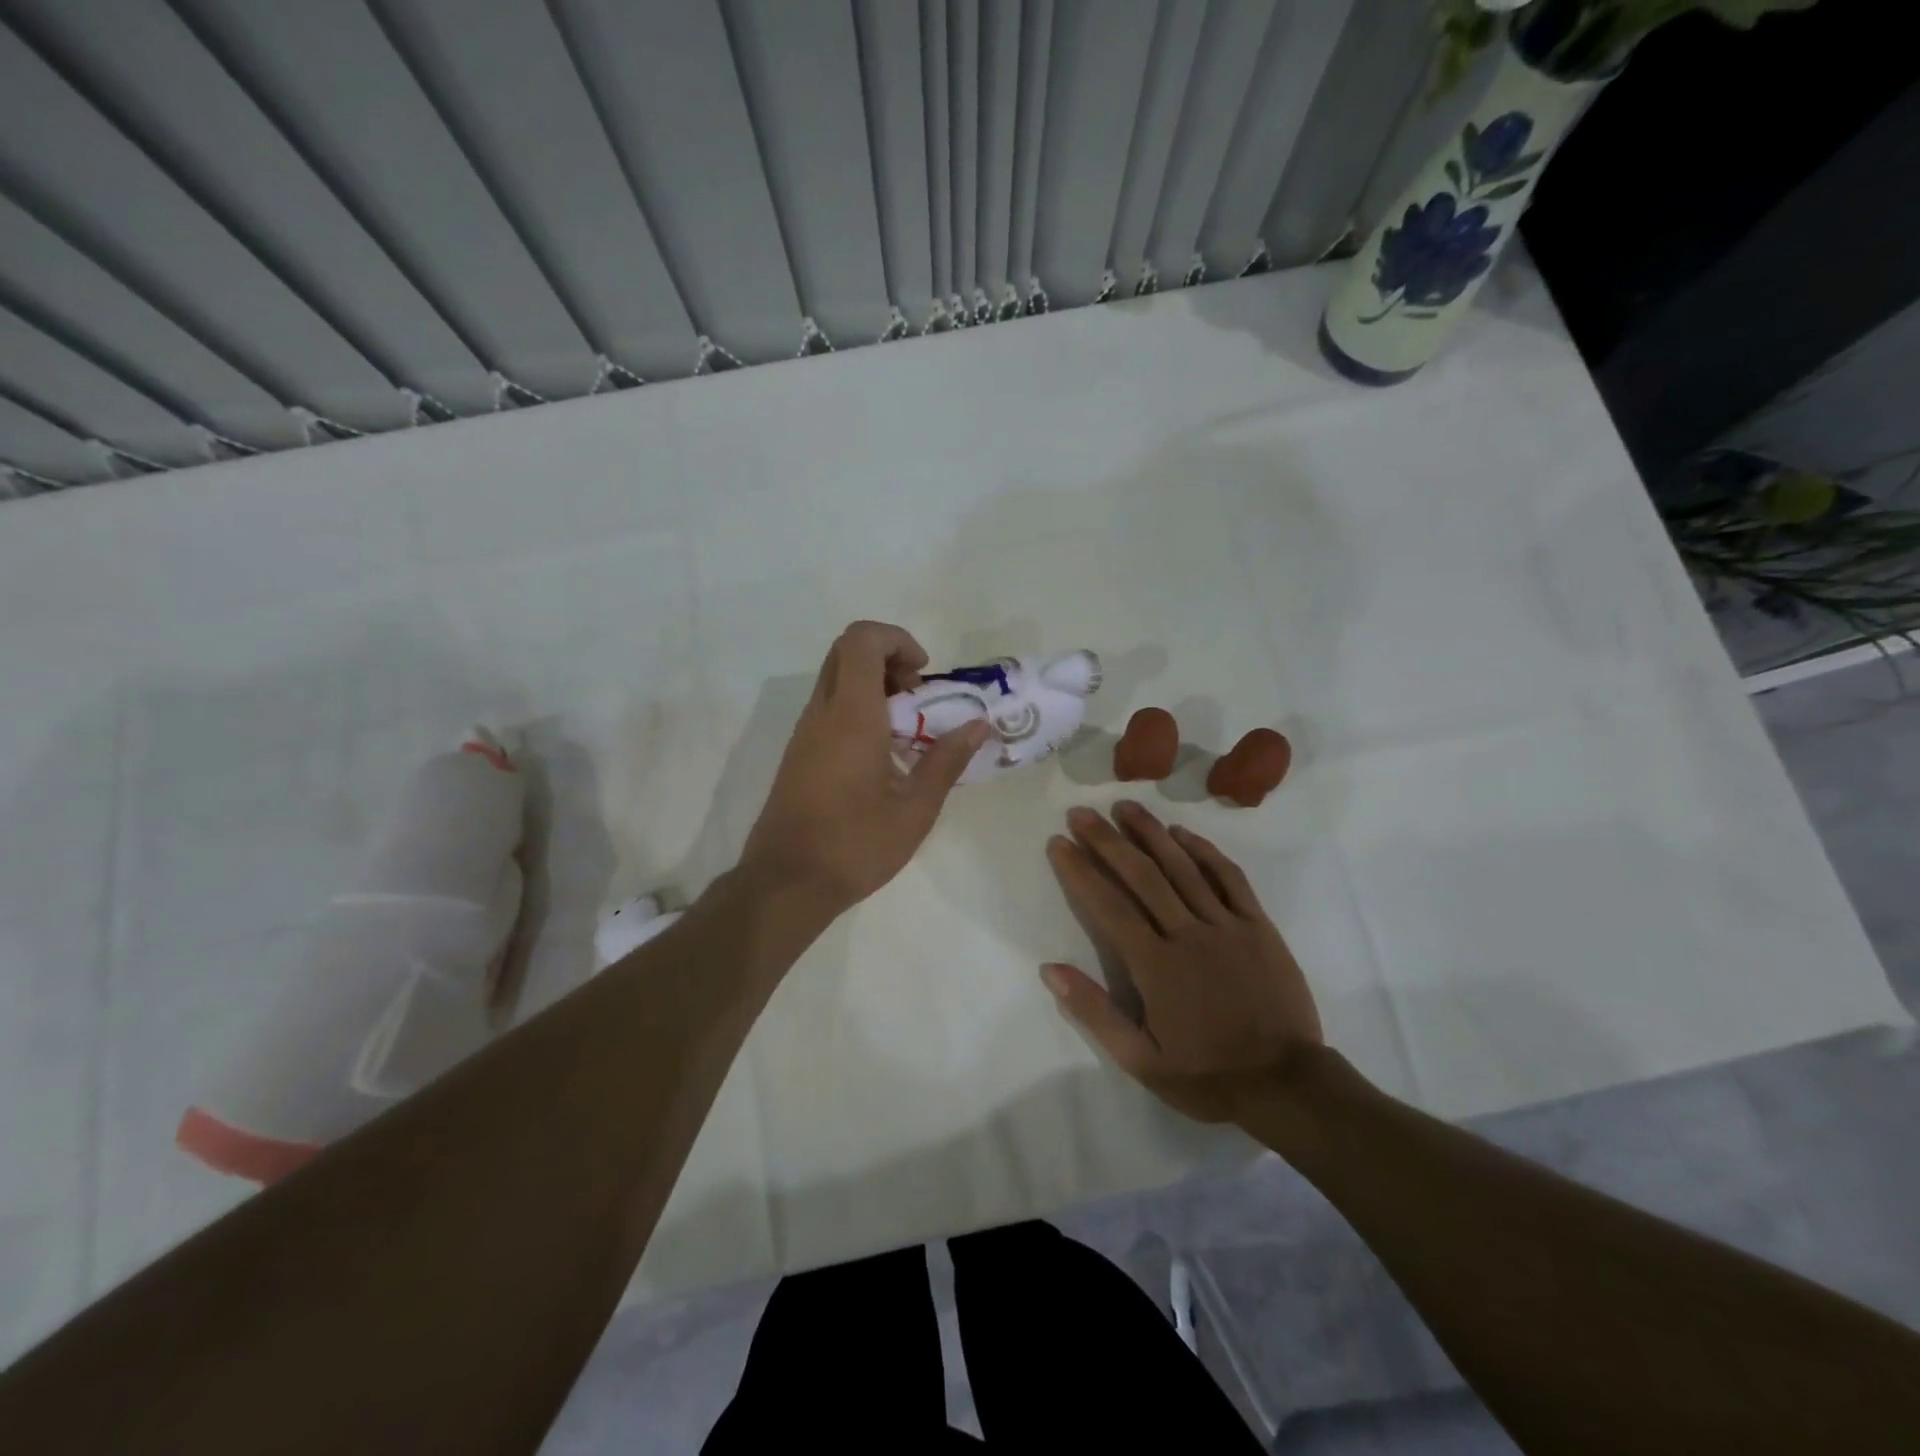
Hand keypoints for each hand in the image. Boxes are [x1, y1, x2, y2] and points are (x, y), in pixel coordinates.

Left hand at [742, 621, 987, 914]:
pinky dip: (857, 708)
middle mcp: (821, 713)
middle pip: (846, 651)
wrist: (786, 884)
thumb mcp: (915, 810)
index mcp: (851, 716)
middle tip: (917, 696)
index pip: (862, 640)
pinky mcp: (798, 753)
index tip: (924, 675)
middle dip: (887, 658)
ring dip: (873, 685)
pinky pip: (828, 708)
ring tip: (906, 728)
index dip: (897, 640)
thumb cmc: (855, 846)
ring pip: (835, 679)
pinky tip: (882, 754)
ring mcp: (804, 733)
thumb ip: (947, 761)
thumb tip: (979, 726)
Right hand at [1042, 801, 1321, 1123]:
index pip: (1109, 906)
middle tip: (1082, 813)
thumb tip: (1050, 969)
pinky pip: (1230, 878)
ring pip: (1184, 867)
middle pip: (1142, 876)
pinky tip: (1183, 833)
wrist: (1287, 1086)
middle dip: (1108, 840)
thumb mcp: (1141, 1059)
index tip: (1059, 843)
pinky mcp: (1259, 926)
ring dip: (1151, 833)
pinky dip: (1205, 851)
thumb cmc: (1208, 1075)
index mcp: (1155, 966)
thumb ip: (1094, 1011)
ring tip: (1125, 806)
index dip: (1080, 871)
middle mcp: (1188, 934)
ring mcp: (1227, 926)